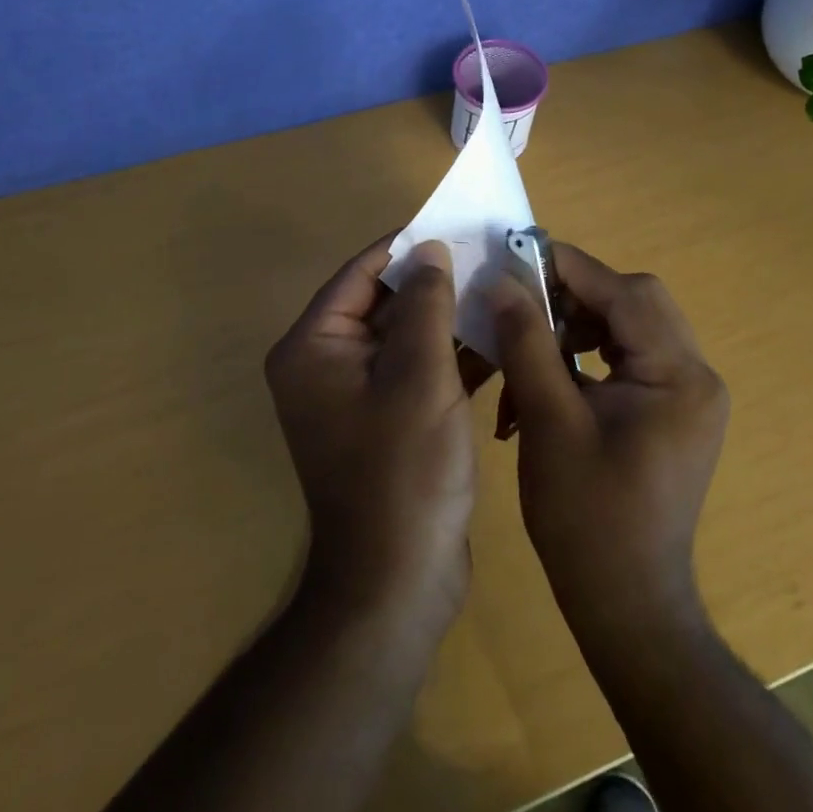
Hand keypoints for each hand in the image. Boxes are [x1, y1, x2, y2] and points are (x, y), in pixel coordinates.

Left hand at [265, 238, 475, 633]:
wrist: (397, 586)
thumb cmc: (403, 473)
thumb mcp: (419, 376)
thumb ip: (424, 303)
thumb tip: (429, 249)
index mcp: (314, 347)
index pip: (361, 273)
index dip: (408, 246)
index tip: (456, 225)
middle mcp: (324, 364)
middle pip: (381, 302)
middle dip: (433, 282)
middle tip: (487, 256)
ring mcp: (353, 395)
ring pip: (403, 335)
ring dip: (446, 317)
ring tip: (498, 290)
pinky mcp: (383, 419)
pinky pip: (414, 369)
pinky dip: (448, 355)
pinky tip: (496, 340)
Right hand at [487, 245, 728, 626]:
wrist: (627, 607)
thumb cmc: (588, 520)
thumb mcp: (549, 423)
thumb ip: (528, 343)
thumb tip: (502, 281)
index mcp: (679, 377)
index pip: (626, 293)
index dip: (569, 268)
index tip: (516, 256)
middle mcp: (695, 376)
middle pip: (633, 303)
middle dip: (573, 298)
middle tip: (522, 306)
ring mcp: (686, 394)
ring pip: (627, 326)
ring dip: (574, 328)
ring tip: (528, 350)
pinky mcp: (670, 410)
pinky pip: (626, 357)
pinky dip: (584, 358)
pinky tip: (546, 381)